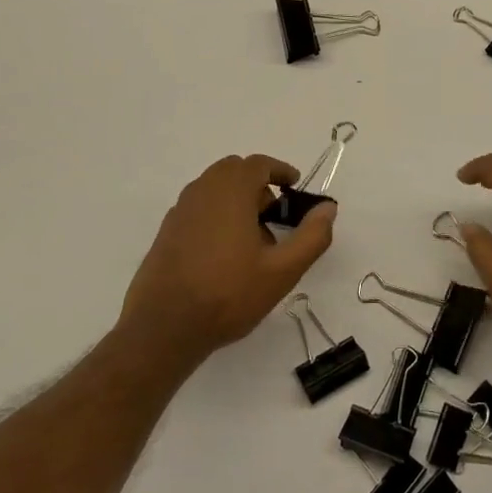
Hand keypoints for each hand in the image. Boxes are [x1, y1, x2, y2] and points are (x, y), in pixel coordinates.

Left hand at [120, 155, 336, 369]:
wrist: (164, 328)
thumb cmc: (228, 294)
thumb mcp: (283, 270)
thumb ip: (312, 236)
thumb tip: (328, 208)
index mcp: (231, 191)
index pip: (258, 164)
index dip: (280, 171)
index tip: (294, 187)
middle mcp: (202, 191)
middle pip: (234, 172)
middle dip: (258, 185)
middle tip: (275, 215)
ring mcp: (180, 211)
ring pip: (214, 189)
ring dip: (237, 200)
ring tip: (253, 239)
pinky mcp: (166, 232)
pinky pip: (198, 208)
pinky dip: (217, 214)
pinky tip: (225, 253)